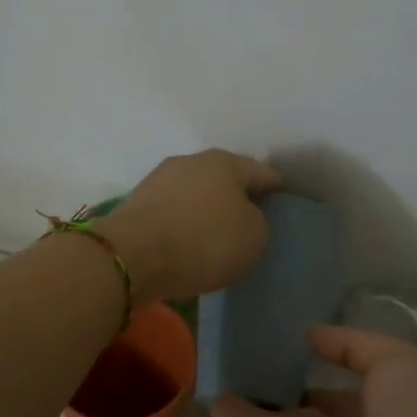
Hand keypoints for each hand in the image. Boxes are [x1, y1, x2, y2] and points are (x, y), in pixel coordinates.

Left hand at [92, 149, 282, 301]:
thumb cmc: (204, 240)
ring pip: (194, 193)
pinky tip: (188, 241)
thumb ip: (256, 221)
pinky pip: (172, 212)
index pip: (260, 172)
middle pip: (223, 178)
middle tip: (251, 219)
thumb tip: (241, 216)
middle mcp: (190, 162)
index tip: (283, 201)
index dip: (275, 187)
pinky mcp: (137, 204)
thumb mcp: (253, 236)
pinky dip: (183, 223)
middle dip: (236, 195)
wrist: (133, 255)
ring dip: (205, 209)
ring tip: (217, 234)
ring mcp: (159, 180)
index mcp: (224, 161)